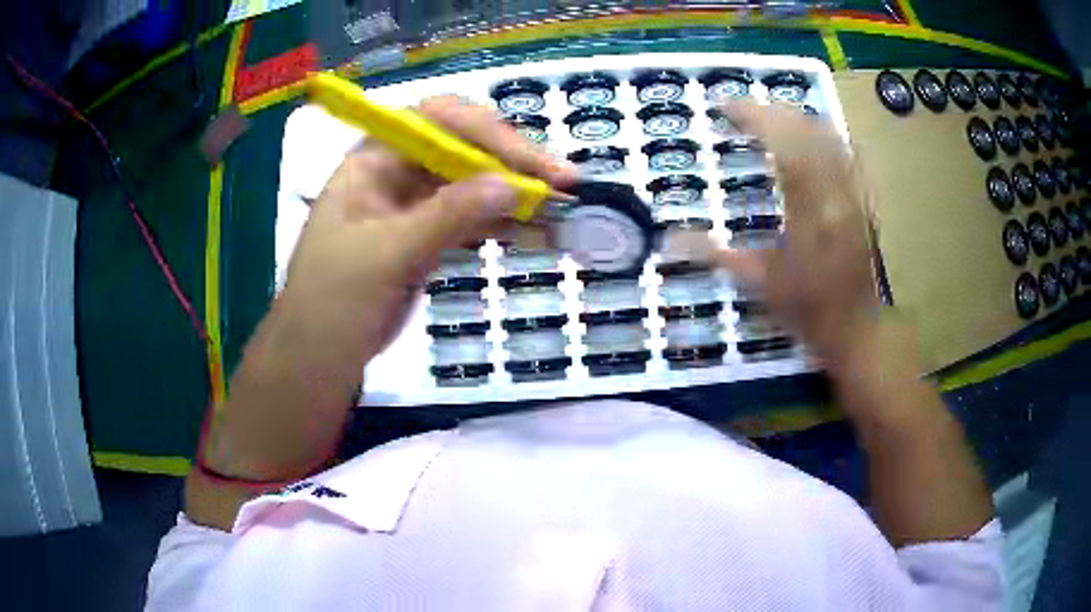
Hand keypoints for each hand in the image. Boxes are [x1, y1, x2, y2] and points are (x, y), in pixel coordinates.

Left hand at [282, 95, 577, 358]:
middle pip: (460, 147)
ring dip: (514, 193)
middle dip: (511, 160)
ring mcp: (411, 205)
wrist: (317, 359)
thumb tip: (514, 183)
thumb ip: (448, 215)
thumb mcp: (388, 254)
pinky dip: (501, 224)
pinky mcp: (424, 237)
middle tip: (561, 182)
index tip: (534, 164)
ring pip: (470, 184)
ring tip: (560, 209)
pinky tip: (535, 231)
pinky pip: (469, 219)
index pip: (437, 123)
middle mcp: (394, 172)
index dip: (489, 135)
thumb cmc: (335, 302)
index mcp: (373, 161)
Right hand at [710, 101, 877, 363]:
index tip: (724, 107)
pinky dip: (822, 133)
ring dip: (796, 117)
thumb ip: (716, 256)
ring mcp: (853, 193)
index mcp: (808, 211)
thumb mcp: (759, 284)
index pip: (783, 146)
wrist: (856, 328)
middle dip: (772, 111)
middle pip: (806, 130)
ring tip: (769, 115)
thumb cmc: (808, 310)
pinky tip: (808, 132)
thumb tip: (669, 241)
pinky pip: (845, 151)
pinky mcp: (862, 197)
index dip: (754, 118)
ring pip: (828, 135)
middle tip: (741, 108)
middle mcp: (835, 193)